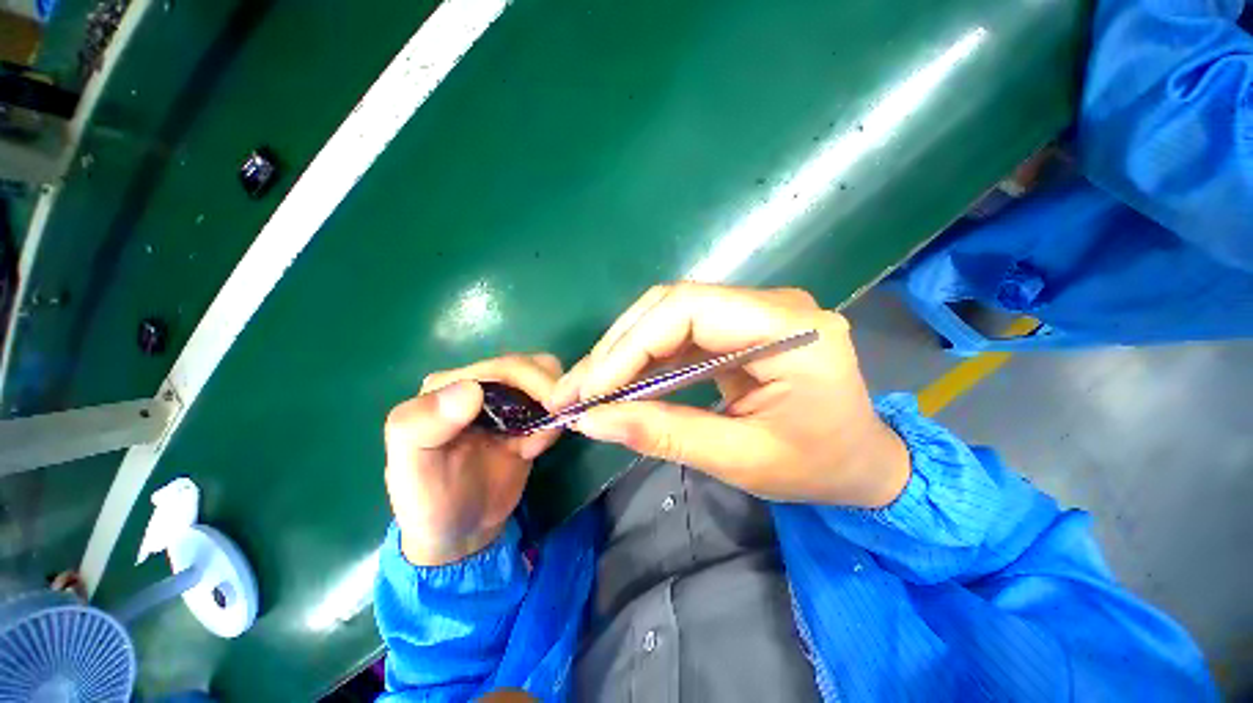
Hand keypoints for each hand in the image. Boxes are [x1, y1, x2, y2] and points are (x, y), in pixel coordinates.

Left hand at [384, 355, 562, 565]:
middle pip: (531, 367)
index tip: (551, 409)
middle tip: (550, 431)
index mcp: (449, 384)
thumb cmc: (429, 502)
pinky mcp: (523, 417)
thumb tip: (471, 389)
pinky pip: (551, 404)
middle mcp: (479, 384)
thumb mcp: (412, 469)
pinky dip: (554, 421)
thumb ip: (423, 426)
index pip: (504, 366)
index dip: (533, 381)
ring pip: (546, 380)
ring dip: (554, 407)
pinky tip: (536, 449)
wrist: (459, 533)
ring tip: (540, 443)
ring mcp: (504, 400)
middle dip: (548, 394)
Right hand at [551, 283, 909, 507]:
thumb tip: (593, 421)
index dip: (630, 346)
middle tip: (577, 389)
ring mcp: (755, 311)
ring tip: (588, 387)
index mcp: (791, 330)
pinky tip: (621, 383)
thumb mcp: (742, 461)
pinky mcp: (740, 326)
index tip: (591, 389)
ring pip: (669, 315)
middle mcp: (772, 305)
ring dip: (625, 351)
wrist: (862, 460)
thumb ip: (666, 434)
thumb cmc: (818, 466)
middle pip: (673, 304)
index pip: (689, 310)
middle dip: (618, 347)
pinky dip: (646, 358)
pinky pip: (680, 331)